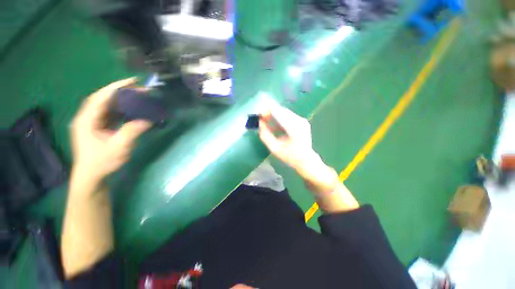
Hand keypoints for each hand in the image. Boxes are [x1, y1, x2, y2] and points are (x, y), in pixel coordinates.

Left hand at [70, 78, 151, 180]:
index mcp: (87, 120)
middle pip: (105, 99)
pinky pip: (111, 114)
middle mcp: (88, 118)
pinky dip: (123, 110)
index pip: (101, 97)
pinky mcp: (99, 128)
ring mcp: (93, 123)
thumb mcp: (118, 147)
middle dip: (122, 92)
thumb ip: (132, 131)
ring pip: (108, 106)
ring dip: (123, 101)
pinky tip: (133, 110)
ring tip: (139, 98)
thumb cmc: (102, 162)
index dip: (117, 87)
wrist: (92, 176)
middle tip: (140, 90)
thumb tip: (148, 120)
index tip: (133, 81)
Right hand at [258, 106, 315, 170]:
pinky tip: (273, 125)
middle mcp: (299, 120)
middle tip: (260, 118)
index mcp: (293, 127)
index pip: (277, 112)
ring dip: (274, 115)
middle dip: (269, 113)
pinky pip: (288, 117)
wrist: (306, 160)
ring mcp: (302, 120)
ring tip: (265, 121)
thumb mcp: (274, 148)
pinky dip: (279, 119)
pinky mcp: (302, 122)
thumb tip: (259, 123)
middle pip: (281, 110)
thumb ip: (265, 135)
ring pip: (284, 113)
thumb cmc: (290, 156)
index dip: (266, 111)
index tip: (258, 115)